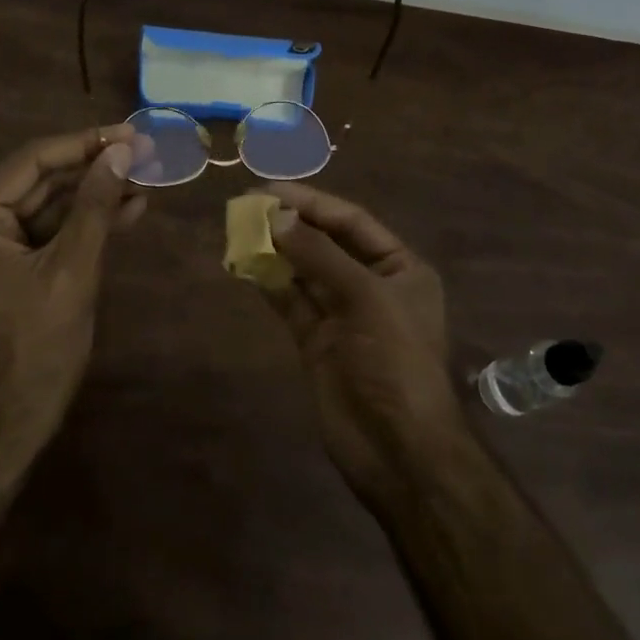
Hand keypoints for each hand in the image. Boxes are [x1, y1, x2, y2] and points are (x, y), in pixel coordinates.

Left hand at [0, 125, 145, 463]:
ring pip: (48, 206)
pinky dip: (83, 225)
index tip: (128, 134)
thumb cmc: (35, 349)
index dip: (84, 144)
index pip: (32, 161)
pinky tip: (126, 211)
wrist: (6, 428)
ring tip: (144, 180)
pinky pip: (46, 233)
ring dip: (94, 196)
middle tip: (143, 154)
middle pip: (40, 181)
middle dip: (93, 169)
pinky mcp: (6, 268)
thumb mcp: (72, 271)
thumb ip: (94, 206)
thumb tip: (121, 151)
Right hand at [257, 182, 470, 505]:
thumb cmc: (395, 360)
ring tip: (240, 228)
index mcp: (399, 268)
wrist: (399, 450)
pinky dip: (269, 282)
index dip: (313, 202)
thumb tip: (277, 217)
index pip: (352, 222)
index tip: (272, 189)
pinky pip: (291, 301)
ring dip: (276, 250)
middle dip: (291, 223)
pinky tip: (245, 263)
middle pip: (326, 243)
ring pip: (304, 270)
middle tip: (249, 205)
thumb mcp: (365, 297)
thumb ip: (319, 255)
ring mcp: (342, 314)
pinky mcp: (317, 340)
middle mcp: (371, 284)